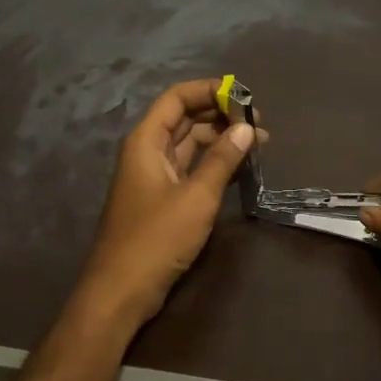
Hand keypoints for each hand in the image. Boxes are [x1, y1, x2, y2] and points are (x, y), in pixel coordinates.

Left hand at [74, 79, 255, 334]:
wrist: (121, 290)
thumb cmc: (156, 238)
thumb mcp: (196, 197)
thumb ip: (222, 159)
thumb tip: (247, 128)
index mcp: (147, 141)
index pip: (177, 98)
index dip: (209, 90)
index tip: (243, 96)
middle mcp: (148, 151)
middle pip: (185, 118)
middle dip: (221, 115)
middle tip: (258, 124)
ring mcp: (155, 175)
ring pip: (190, 143)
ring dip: (221, 139)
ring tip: (258, 143)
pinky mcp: (163, 198)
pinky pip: (191, 167)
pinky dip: (214, 162)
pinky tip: (240, 166)